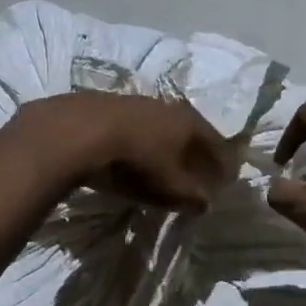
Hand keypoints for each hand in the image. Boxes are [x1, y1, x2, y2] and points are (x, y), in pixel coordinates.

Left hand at [16, 92, 233, 212]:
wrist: (78, 131)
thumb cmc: (136, 161)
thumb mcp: (170, 186)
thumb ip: (192, 195)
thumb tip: (206, 203)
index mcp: (189, 122)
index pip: (217, 143)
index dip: (223, 163)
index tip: (226, 179)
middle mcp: (167, 106)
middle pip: (189, 131)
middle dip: (195, 151)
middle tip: (197, 171)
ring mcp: (136, 102)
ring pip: (159, 126)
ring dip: (165, 144)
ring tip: (162, 163)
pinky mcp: (106, 105)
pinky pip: (133, 127)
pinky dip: (138, 141)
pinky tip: (129, 154)